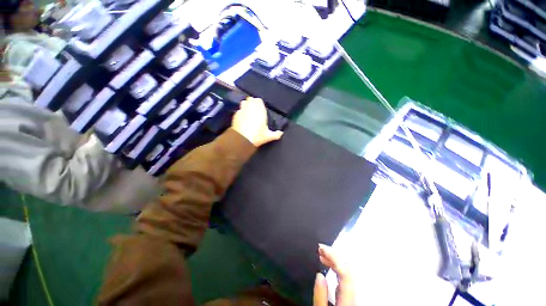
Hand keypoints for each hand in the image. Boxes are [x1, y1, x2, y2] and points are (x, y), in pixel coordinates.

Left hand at [231, 97, 282, 146]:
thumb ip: (276, 134)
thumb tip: (281, 133)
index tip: (260, 108)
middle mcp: (250, 107)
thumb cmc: (257, 136)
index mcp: (260, 110)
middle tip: (254, 110)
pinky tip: (242, 119)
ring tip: (248, 112)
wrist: (242, 139)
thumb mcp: (268, 136)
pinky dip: (241, 112)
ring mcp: (242, 110)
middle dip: (252, 102)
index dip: (259, 103)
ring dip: (246, 105)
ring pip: (244, 102)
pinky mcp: (235, 115)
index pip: (259, 100)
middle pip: (251, 99)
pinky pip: (238, 110)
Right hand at [313, 244, 355, 305]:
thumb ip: (320, 297)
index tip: (321, 248)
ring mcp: (352, 294)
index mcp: (347, 299)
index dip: (334, 257)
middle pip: (348, 269)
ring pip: (347, 271)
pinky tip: (328, 265)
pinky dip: (335, 267)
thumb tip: (319, 274)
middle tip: (320, 249)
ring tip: (321, 254)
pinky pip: (344, 276)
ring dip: (334, 260)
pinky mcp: (349, 294)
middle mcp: (353, 294)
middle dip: (334, 255)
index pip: (345, 273)